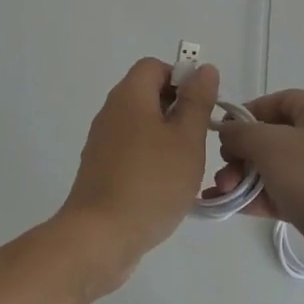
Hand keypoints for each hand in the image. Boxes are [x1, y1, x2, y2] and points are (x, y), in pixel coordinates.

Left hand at [55, 57, 219, 293]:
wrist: (100, 237)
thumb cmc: (151, 182)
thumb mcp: (187, 139)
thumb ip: (197, 101)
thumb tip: (203, 69)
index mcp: (129, 96)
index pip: (154, 66)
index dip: (181, 79)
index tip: (201, 108)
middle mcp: (111, 112)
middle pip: (147, 95)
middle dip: (177, 111)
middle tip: (199, 139)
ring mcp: (102, 142)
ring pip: (141, 126)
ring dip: (166, 139)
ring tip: (187, 167)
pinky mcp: (100, 169)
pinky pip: (131, 151)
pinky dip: (150, 160)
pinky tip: (165, 188)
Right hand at [214, 89, 303, 303]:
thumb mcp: (272, 146)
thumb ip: (242, 133)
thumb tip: (227, 131)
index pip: (274, 102)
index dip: (244, 115)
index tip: (217, 136)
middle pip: (272, 135)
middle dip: (241, 153)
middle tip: (222, 173)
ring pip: (275, 167)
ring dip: (245, 177)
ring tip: (223, 193)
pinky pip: (282, 193)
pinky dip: (257, 197)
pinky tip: (230, 206)